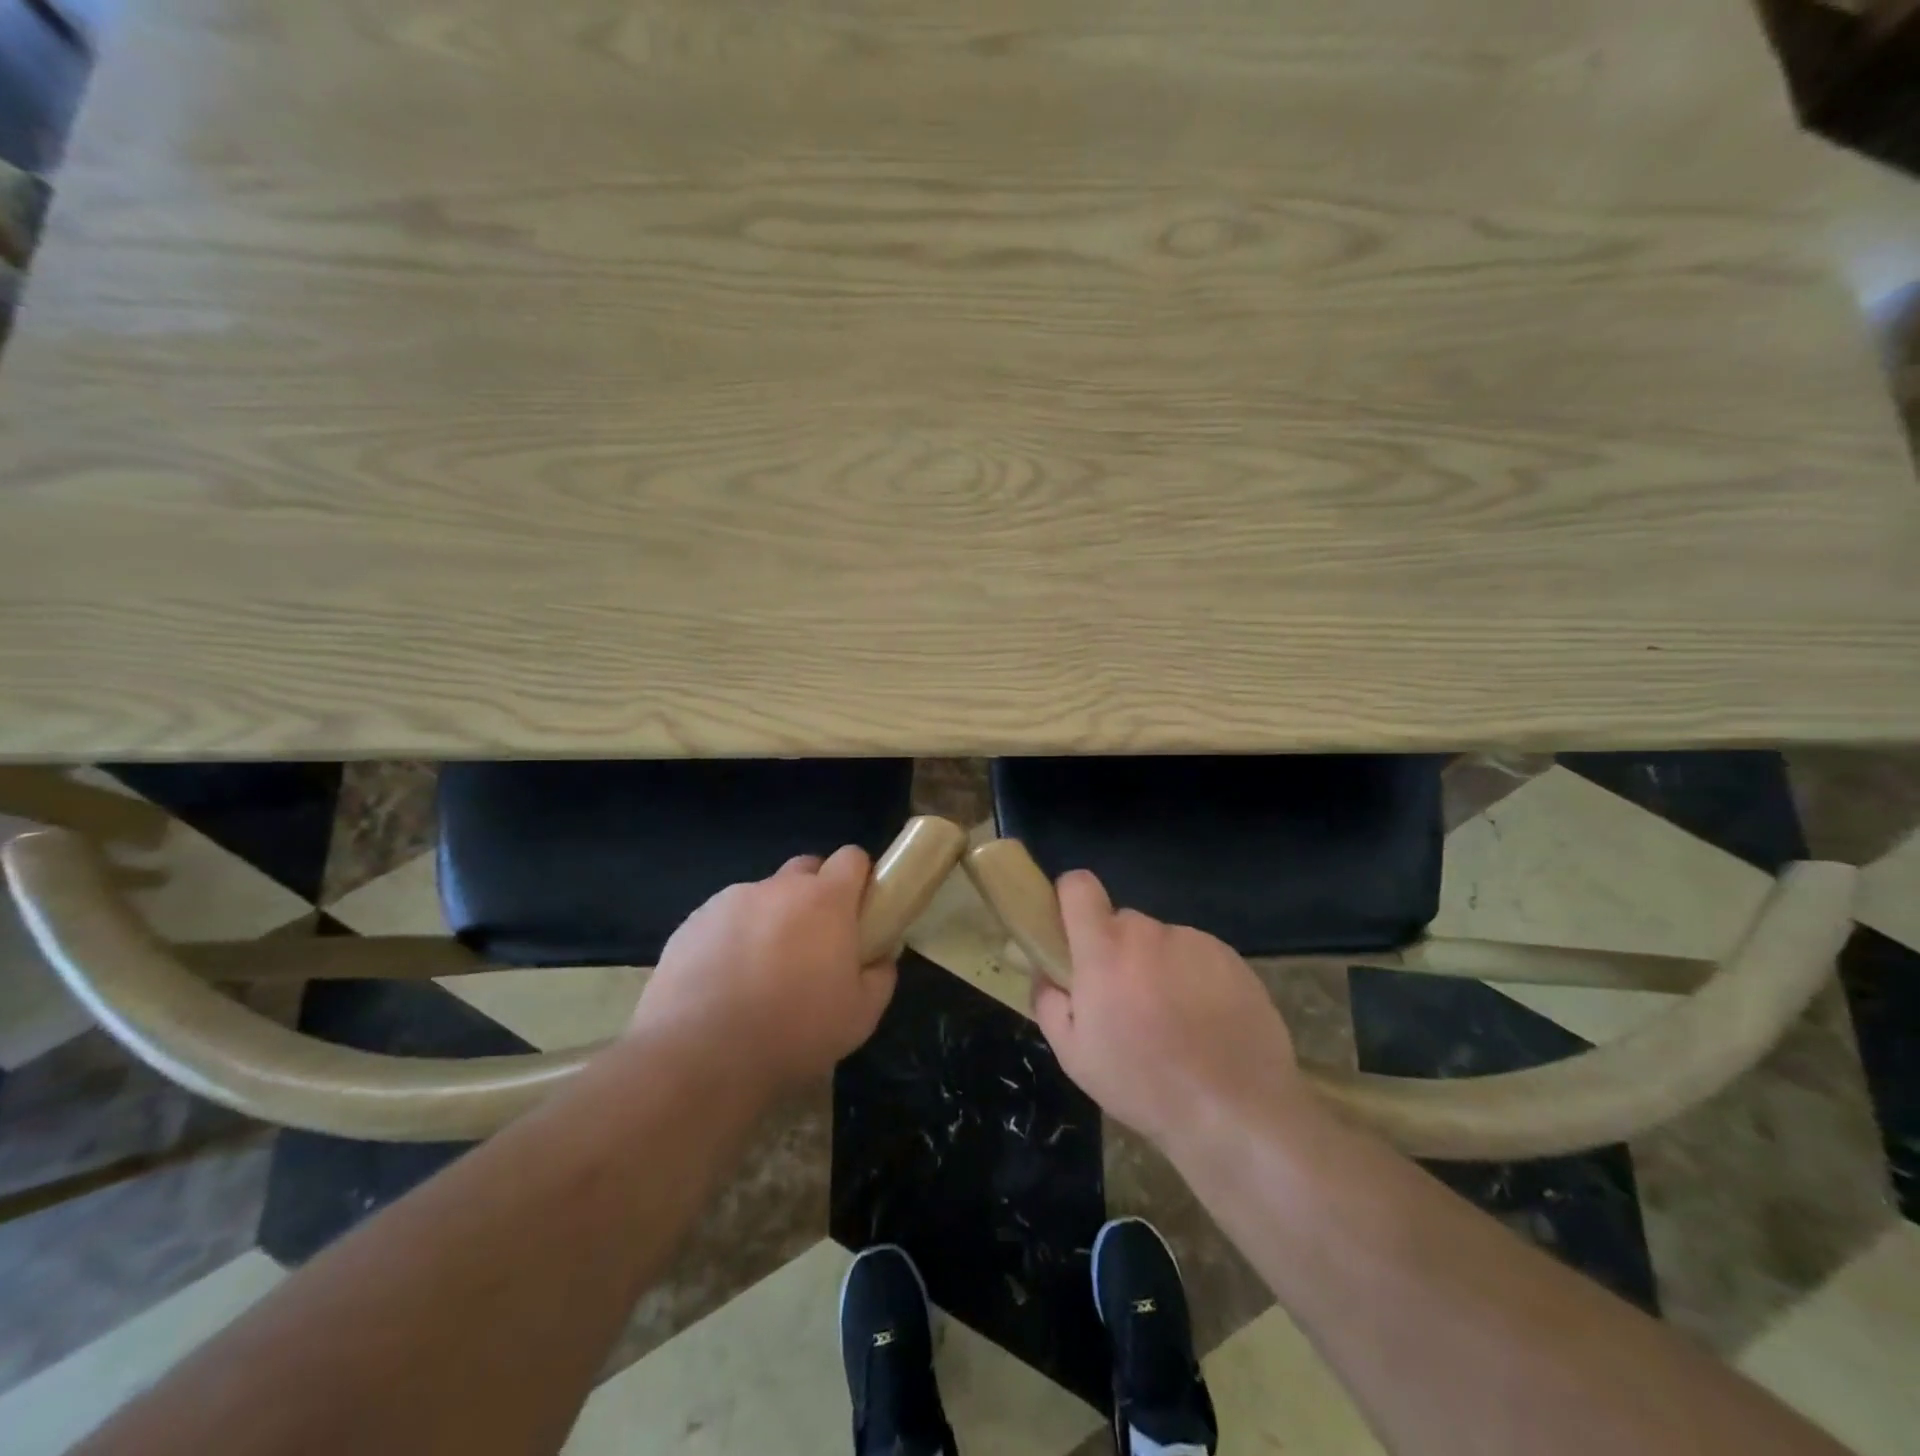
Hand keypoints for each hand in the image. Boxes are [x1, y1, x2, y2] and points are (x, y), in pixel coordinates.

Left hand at [627, 846, 896, 1093]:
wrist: (699, 1056)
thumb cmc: (794, 1032)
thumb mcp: (860, 1016)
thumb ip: (880, 975)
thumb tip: (881, 955)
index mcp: (825, 900)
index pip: (852, 858)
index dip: (859, 879)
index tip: (859, 912)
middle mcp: (778, 888)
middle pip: (806, 869)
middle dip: (815, 894)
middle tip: (814, 942)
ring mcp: (730, 901)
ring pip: (762, 896)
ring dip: (771, 919)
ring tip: (762, 972)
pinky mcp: (692, 923)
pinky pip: (724, 919)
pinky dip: (732, 938)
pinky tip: (724, 982)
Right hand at [1032, 870, 1305, 1151]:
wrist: (1237, 1114)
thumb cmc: (1143, 1086)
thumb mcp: (1074, 1055)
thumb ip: (1048, 999)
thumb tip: (1046, 969)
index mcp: (1105, 949)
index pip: (1078, 885)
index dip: (1069, 900)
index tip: (1071, 934)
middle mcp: (1150, 932)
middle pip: (1121, 921)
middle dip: (1115, 951)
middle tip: (1125, 1001)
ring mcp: (1196, 942)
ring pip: (1160, 941)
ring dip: (1156, 966)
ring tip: (1172, 1021)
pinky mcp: (1232, 958)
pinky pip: (1197, 955)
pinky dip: (1193, 978)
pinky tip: (1204, 1023)